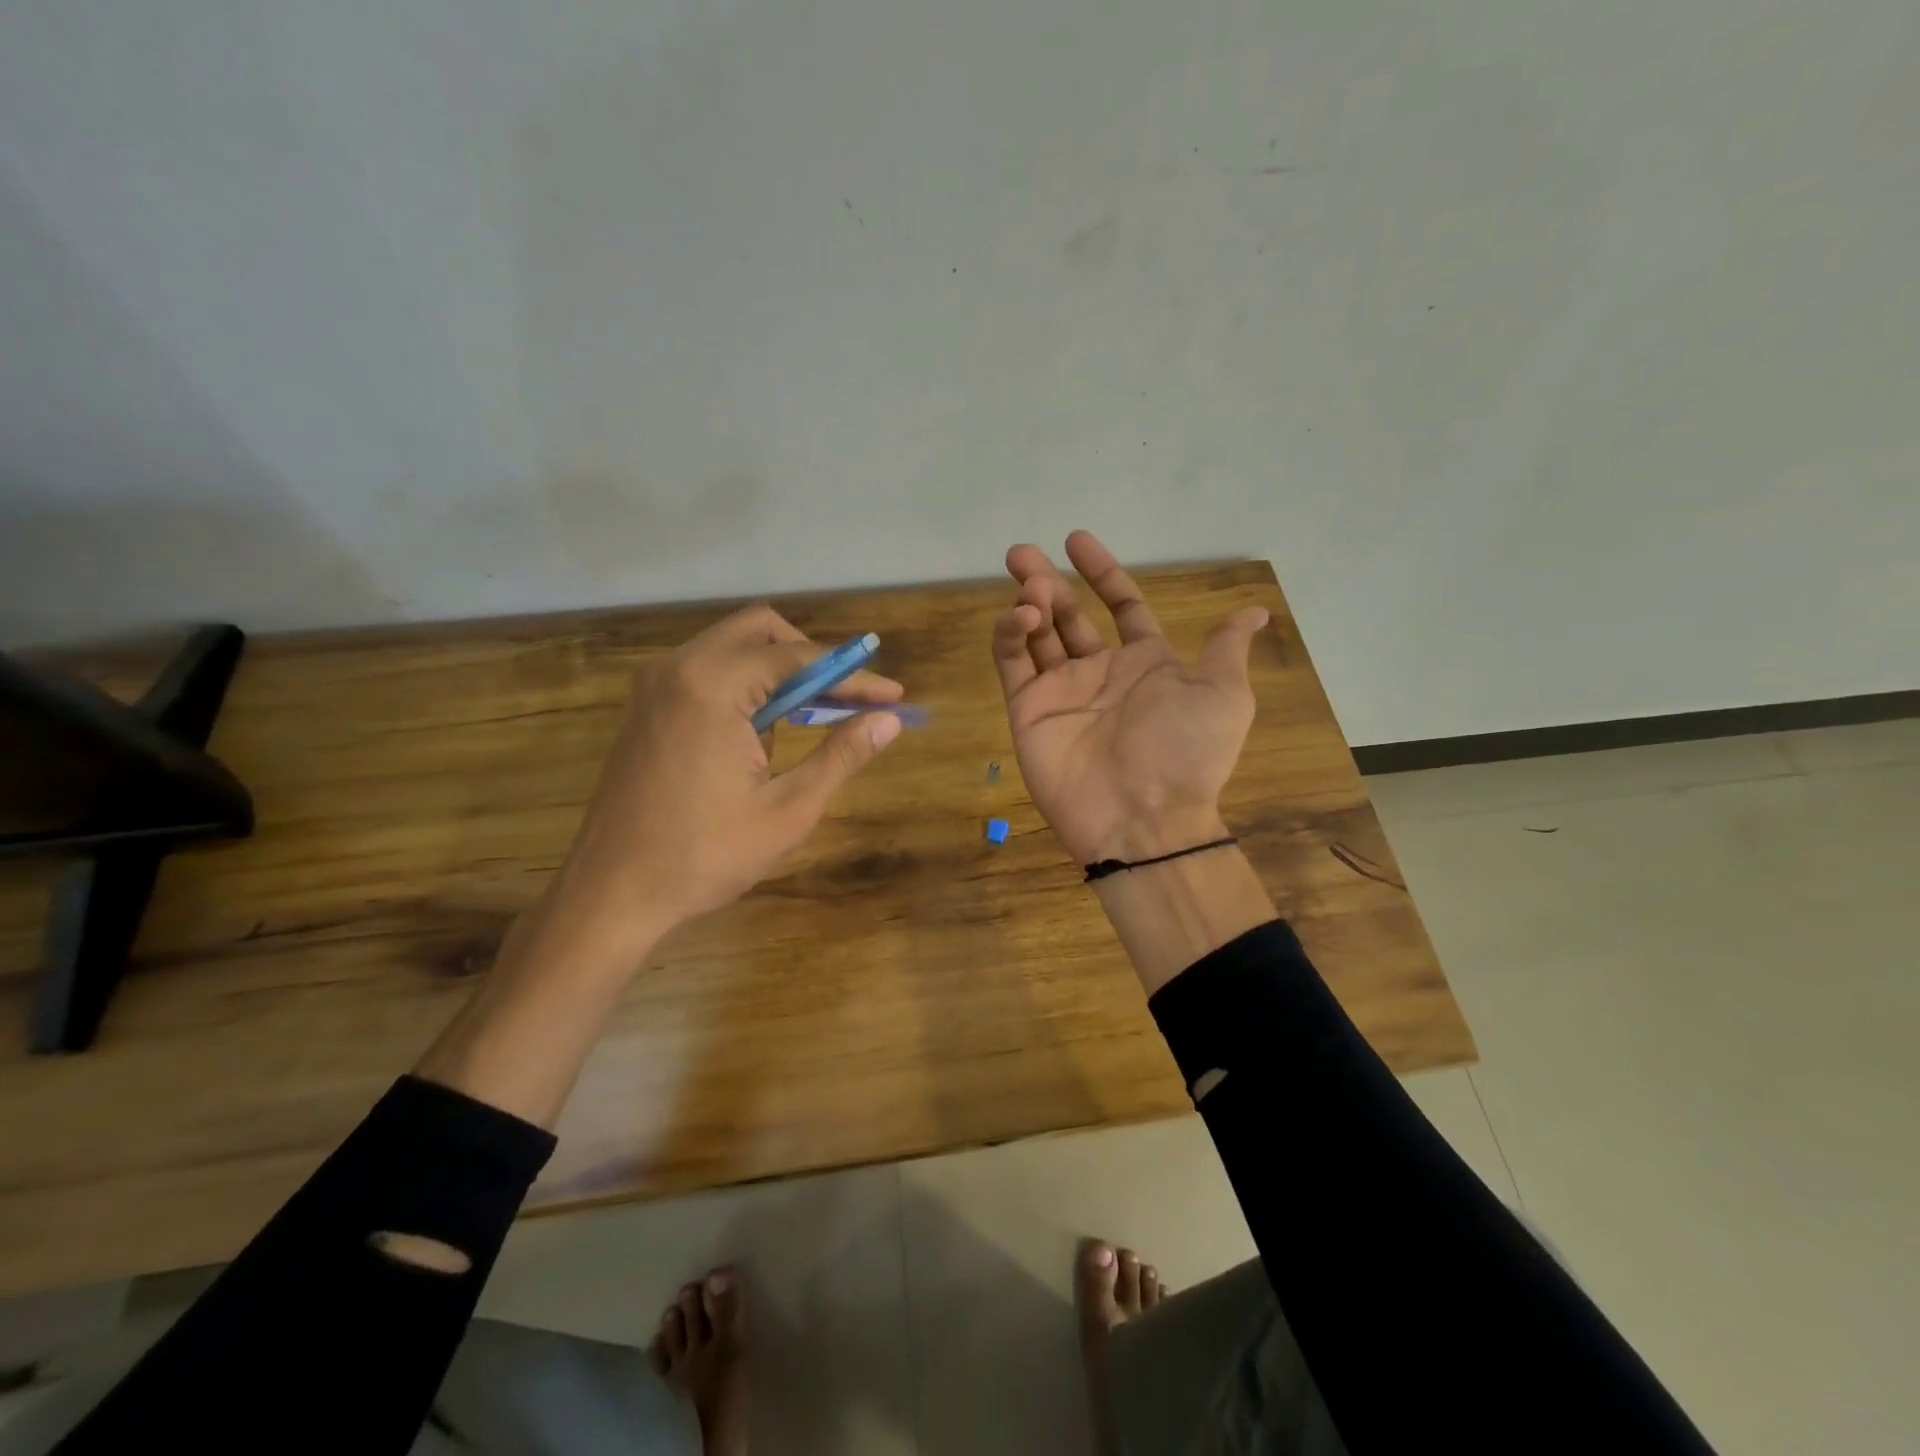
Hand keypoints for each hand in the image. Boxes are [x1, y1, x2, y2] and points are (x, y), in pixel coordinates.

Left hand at [548, 604, 903, 954]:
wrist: (610, 895)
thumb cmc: (704, 855)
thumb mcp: (788, 809)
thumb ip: (841, 755)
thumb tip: (890, 721)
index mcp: (712, 684)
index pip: (799, 658)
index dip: (853, 675)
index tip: (893, 697)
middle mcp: (678, 668)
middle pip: (761, 631)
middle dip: (813, 658)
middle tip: (848, 699)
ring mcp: (655, 686)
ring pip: (732, 649)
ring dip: (779, 673)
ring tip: (816, 719)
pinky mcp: (646, 708)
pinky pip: (707, 673)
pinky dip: (746, 688)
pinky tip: (766, 734)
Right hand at [991, 531, 1267, 865]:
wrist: (1143, 817)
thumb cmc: (1186, 752)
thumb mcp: (1223, 695)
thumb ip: (1224, 648)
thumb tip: (1254, 609)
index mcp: (1145, 663)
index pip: (1121, 606)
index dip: (1101, 573)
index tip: (1076, 540)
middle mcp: (1100, 672)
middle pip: (1068, 615)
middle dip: (1046, 582)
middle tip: (1022, 553)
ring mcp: (1060, 691)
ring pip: (1036, 634)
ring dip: (1028, 601)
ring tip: (1025, 582)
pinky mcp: (1028, 710)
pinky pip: (1013, 663)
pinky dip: (1010, 634)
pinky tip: (1020, 615)